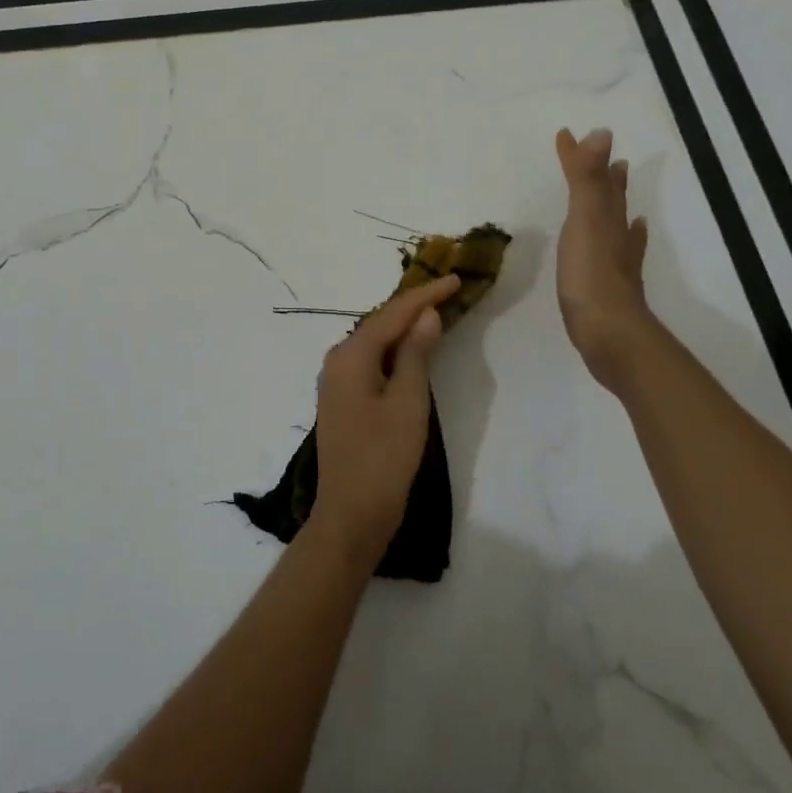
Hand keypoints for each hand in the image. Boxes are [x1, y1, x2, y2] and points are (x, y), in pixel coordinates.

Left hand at [307, 274, 461, 567]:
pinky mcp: (343, 401)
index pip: (392, 314)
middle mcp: (337, 361)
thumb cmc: (383, 458)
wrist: (351, 514)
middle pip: (380, 323)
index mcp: (350, 356)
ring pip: (375, 342)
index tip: (455, 278)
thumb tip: (426, 315)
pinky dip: (394, 351)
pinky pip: (372, 362)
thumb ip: (415, 354)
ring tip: (436, 310)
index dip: (425, 295)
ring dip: (404, 327)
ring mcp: (337, 382)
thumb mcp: (407, 402)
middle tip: (448, 289)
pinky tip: (411, 349)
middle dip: (413, 306)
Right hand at [556, 127, 655, 393]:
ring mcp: (617, 261)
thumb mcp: (586, 221)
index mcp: (606, 218)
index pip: (594, 177)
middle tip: (607, 156)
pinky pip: (621, 251)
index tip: (565, 134)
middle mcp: (617, 234)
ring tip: (617, 186)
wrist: (609, 333)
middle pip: (612, 197)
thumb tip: (601, 133)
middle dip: (606, 175)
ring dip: (615, 202)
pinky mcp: (612, 285)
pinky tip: (628, 239)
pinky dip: (625, 238)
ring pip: (618, 221)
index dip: (580, 156)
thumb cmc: (591, 276)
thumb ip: (587, 180)